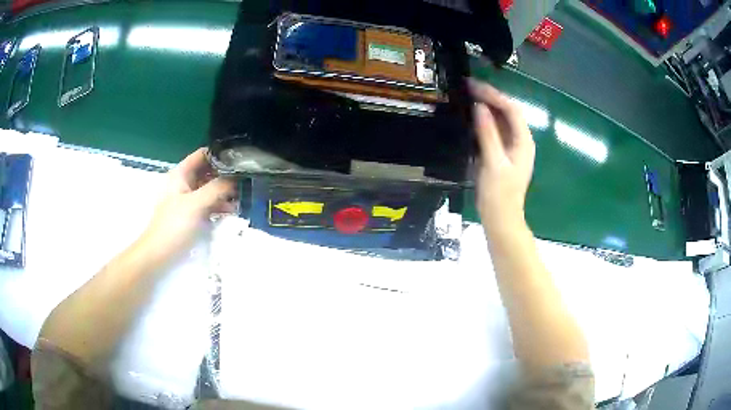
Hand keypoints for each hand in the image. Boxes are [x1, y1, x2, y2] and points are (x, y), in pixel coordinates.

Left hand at [139, 148, 236, 261]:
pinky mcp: (193, 213)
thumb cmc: (174, 225)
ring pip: (210, 187)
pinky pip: (210, 203)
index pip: (203, 154)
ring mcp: (189, 198)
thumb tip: (237, 177)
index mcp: (181, 174)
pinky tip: (234, 209)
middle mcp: (185, 182)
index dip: (220, 153)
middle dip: (226, 174)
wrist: (160, 253)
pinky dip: (220, 204)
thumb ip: (216, 188)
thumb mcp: (195, 204)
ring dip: (225, 191)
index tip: (240, 158)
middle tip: (247, 177)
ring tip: (245, 194)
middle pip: (208, 171)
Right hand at [469, 79, 535, 234]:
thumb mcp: (493, 163)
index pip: (511, 109)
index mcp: (523, 141)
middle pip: (508, 111)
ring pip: (502, 120)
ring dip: (487, 107)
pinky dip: (485, 120)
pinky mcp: (503, 153)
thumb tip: (480, 107)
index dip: (494, 95)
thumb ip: (488, 133)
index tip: (473, 86)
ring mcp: (513, 147)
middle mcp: (521, 140)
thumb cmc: (499, 194)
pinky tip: (472, 116)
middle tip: (467, 87)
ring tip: (468, 96)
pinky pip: (495, 130)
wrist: (501, 220)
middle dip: (490, 97)